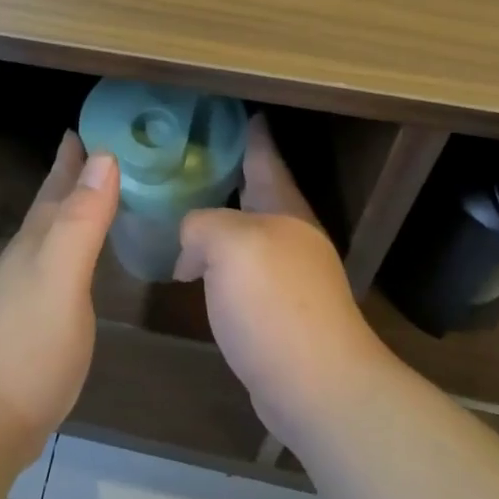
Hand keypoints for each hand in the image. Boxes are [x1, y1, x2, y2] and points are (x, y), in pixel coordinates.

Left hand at [0, 133, 118, 457]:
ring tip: (93, 192)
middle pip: (52, 204)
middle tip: (94, 148)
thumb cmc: (29, 342)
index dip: (74, 157)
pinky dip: (76, 246)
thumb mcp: (61, 274)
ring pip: (56, 231)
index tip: (90, 126)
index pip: (58, 185)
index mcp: (39, 239)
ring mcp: (30, 287)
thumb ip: (83, 220)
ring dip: (73, 207)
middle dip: (71, 175)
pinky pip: (62, 262)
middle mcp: (31, 255)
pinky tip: (81, 257)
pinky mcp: (38, 317)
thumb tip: (104, 156)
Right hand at [175, 115, 387, 449]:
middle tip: (193, 157)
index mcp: (284, 209)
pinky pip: (240, 270)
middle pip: (257, 193)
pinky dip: (217, 262)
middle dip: (230, 174)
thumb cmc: (274, 302)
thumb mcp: (228, 244)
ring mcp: (288, 275)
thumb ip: (201, 225)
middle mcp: (290, 235)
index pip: (265, 157)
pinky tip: (194, 269)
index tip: (241, 112)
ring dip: (219, 221)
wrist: (315, 386)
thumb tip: (191, 246)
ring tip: (183, 210)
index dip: (251, 133)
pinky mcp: (277, 311)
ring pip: (246, 233)